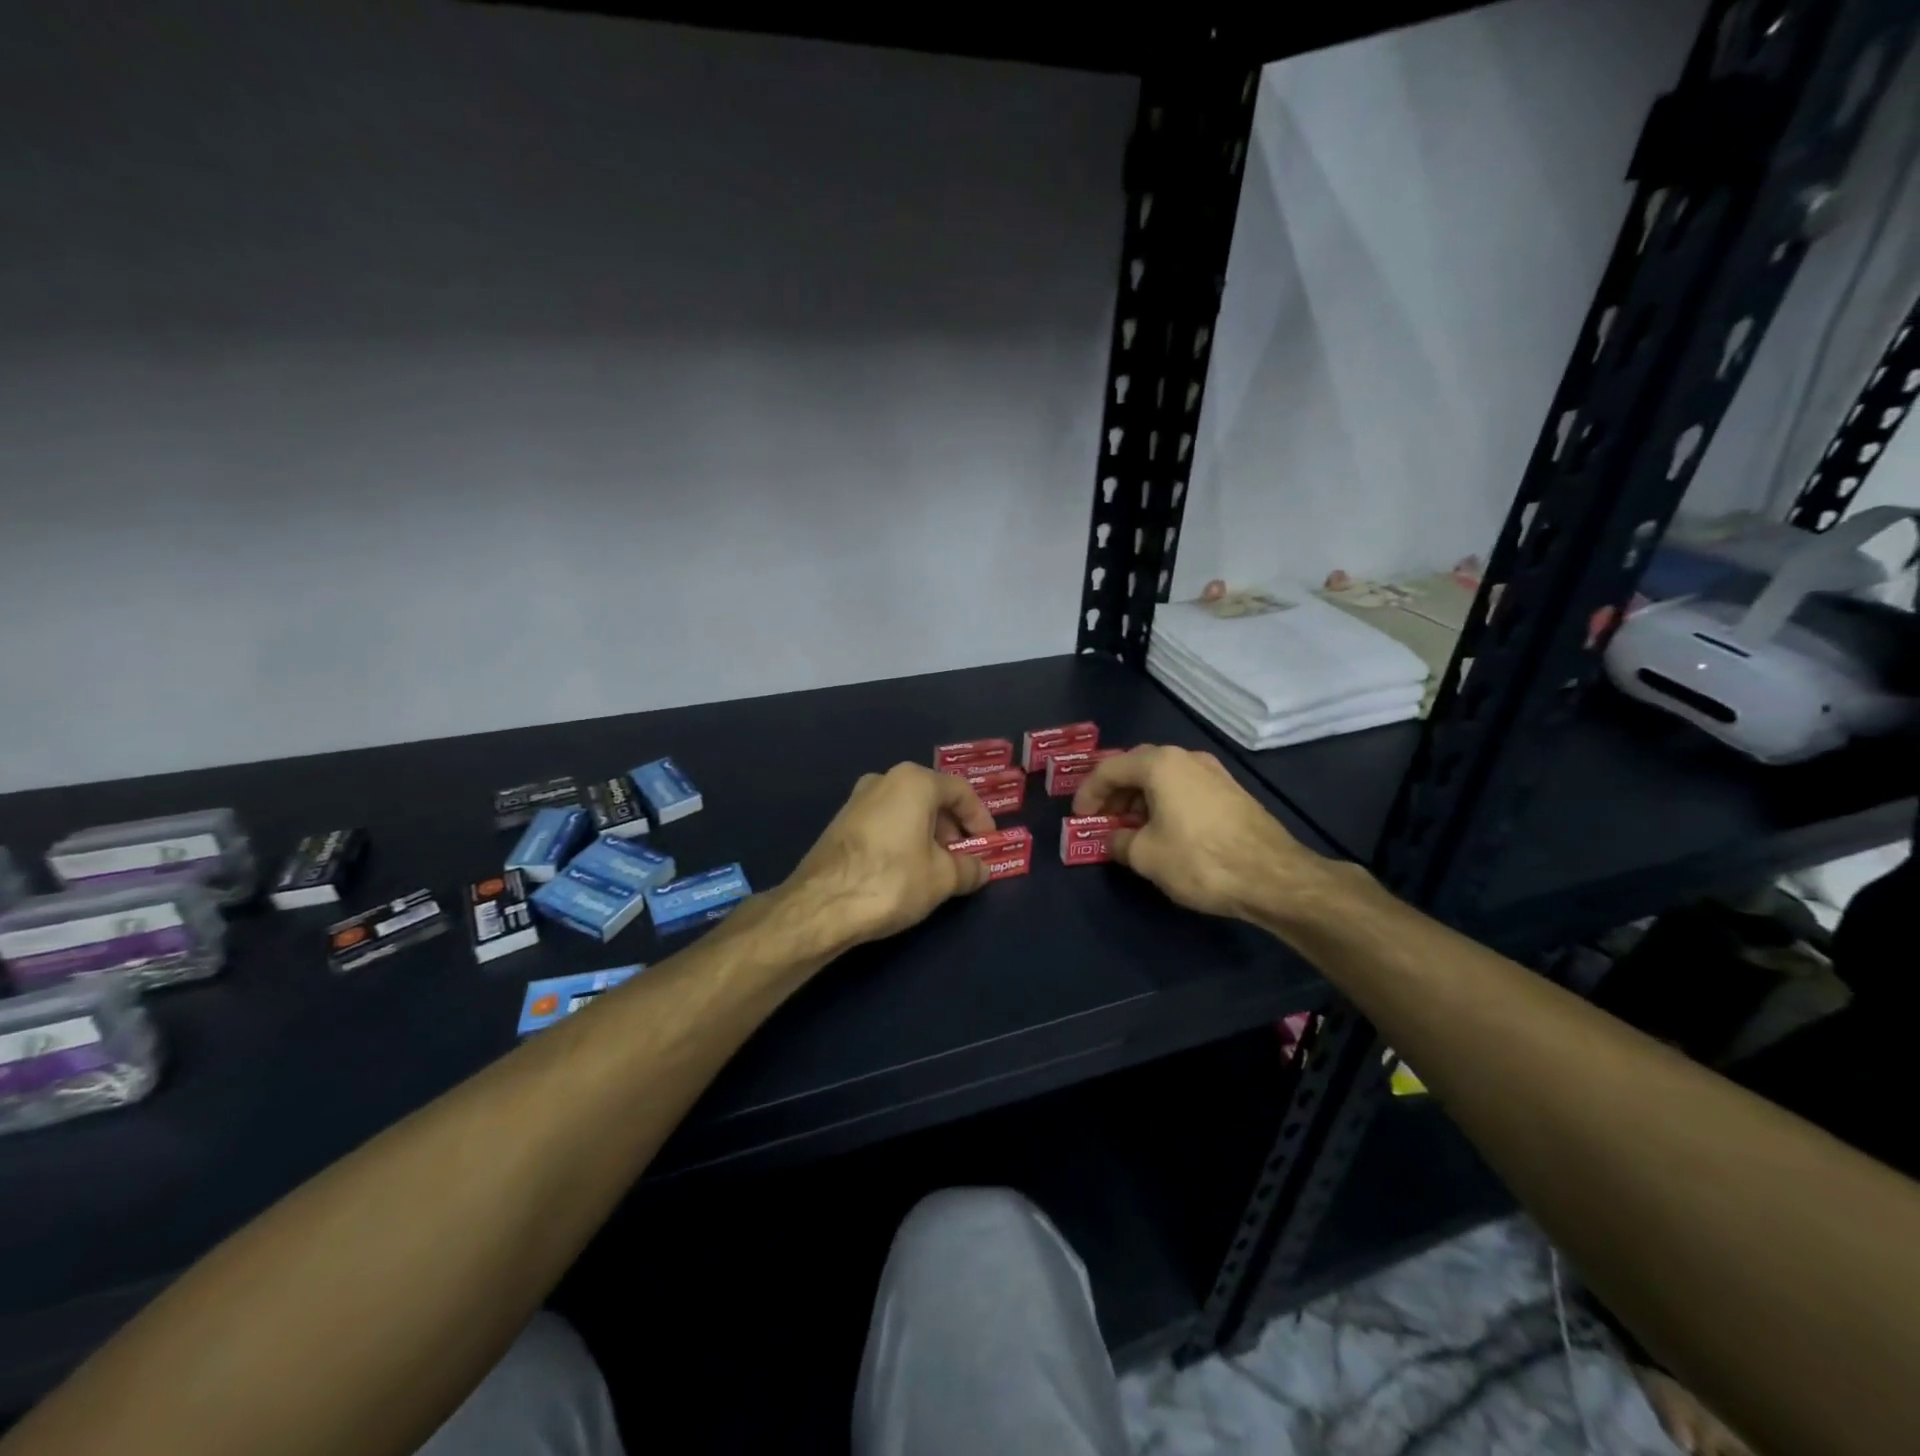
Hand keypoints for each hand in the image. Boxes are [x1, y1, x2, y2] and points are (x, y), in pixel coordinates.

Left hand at [787, 763, 995, 948]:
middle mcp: (884, 779)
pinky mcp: (840, 823)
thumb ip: (969, 869)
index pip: (961, 791)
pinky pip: (885, 823)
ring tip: (937, 870)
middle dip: (952, 829)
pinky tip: (906, 871)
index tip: (988, 845)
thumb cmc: (891, 880)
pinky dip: (903, 840)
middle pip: (932, 798)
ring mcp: (857, 800)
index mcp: (913, 781)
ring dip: (928, 836)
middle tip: (964, 859)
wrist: (821, 904)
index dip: (981, 818)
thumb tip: (981, 868)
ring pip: (906, 811)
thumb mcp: (942, 878)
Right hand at [1070, 744, 1332, 921]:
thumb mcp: (1146, 856)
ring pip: (1163, 778)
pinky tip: (1163, 832)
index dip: (1088, 792)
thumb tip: (1112, 840)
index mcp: (1160, 764)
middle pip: (1137, 767)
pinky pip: (1184, 789)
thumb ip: (1119, 842)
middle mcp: (1186, 758)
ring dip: (1140, 800)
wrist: (1273, 877)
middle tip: (1102, 820)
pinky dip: (1164, 804)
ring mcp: (1213, 772)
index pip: (1109, 768)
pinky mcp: (1231, 792)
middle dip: (1114, 793)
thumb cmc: (1199, 860)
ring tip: (1130, 830)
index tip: (1078, 817)